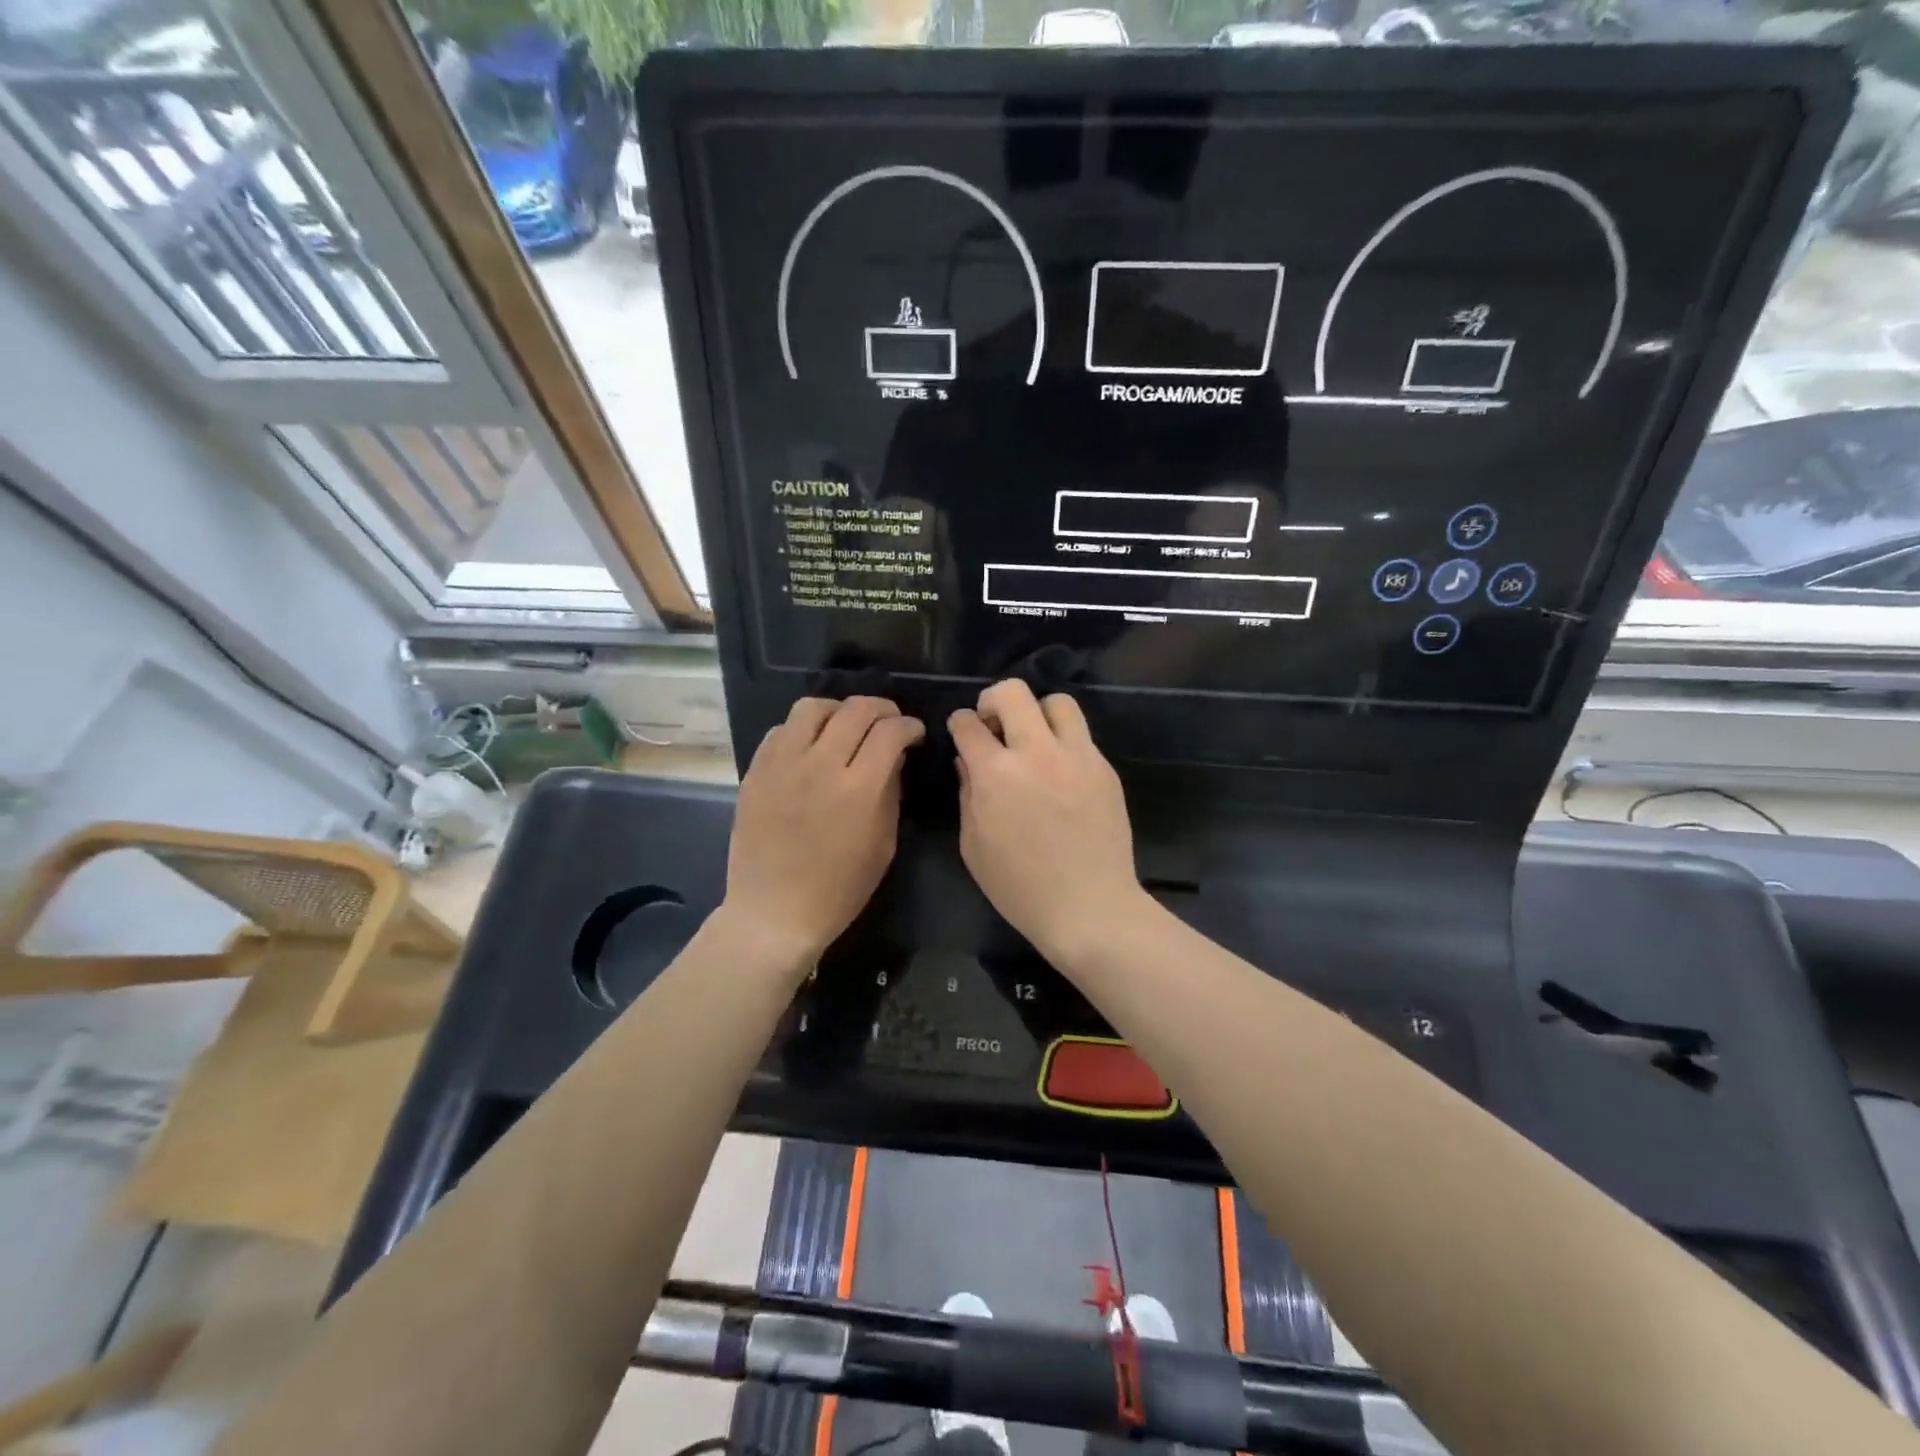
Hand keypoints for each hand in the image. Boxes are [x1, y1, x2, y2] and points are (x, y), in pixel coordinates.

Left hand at [725, 697, 923, 965]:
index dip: (909, 726)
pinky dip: (803, 730)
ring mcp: (782, 765)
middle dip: (882, 708)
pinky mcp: (756, 771)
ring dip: (838, 710)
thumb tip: (894, 756)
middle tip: (889, 721)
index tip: (914, 733)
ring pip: (812, 708)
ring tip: (846, 725)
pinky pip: (781, 730)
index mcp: (859, 789)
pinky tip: (811, 747)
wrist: (775, 913)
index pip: (890, 731)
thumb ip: (890, 792)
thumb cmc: (839, 889)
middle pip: (856, 710)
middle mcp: (820, 765)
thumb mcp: (883, 844)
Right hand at [949, 680, 1143, 967]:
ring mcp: (1077, 757)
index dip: (959, 722)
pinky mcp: (1104, 769)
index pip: (969, 724)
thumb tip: (968, 761)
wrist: (1089, 907)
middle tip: (993, 723)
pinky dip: (1063, 741)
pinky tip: (1059, 771)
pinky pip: (1081, 735)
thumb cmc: (1020, 887)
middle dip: (993, 700)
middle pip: (1013, 692)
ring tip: (1034, 738)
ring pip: (1057, 701)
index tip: (962, 730)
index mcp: (996, 773)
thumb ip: (968, 794)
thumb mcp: (974, 845)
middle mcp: (1037, 753)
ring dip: (1037, 712)